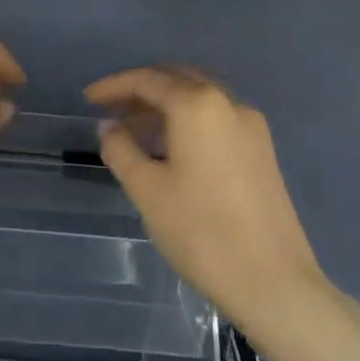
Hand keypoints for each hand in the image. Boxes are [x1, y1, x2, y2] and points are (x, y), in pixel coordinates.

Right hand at [86, 67, 324, 324]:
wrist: (271, 280)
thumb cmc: (199, 230)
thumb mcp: (146, 189)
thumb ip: (121, 149)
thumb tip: (111, 127)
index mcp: (198, 105)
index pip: (148, 80)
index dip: (114, 86)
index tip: (88, 100)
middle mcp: (229, 103)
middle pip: (178, 80)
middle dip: (142, 89)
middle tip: (112, 110)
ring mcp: (251, 127)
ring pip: (200, 98)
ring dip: (165, 106)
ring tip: (135, 132)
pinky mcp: (262, 151)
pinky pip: (216, 119)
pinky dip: (188, 121)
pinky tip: (170, 150)